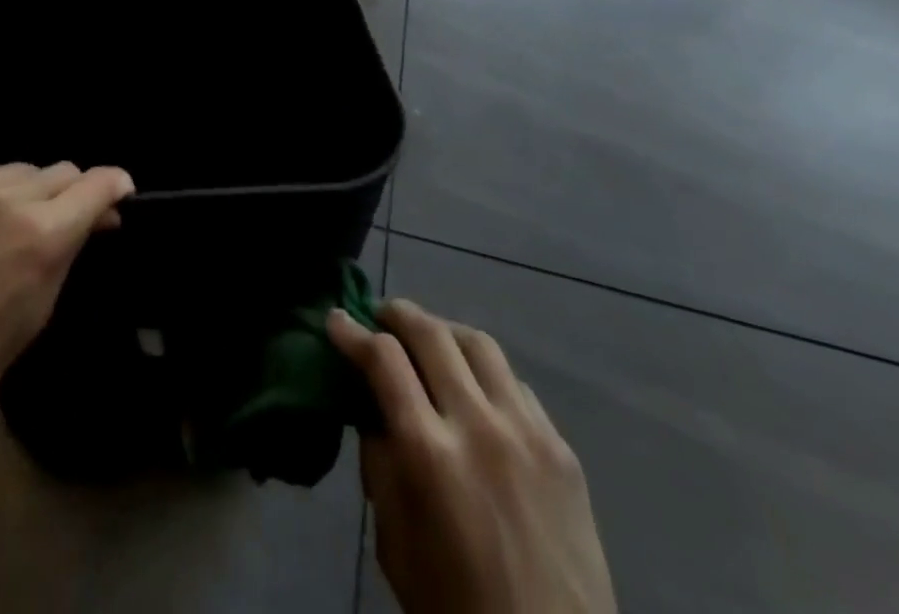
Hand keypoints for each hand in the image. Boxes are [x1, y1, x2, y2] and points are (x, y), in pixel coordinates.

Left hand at [0, 162, 134, 416]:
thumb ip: (71, 248)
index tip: (120, 194)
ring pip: (21, 168)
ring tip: (11, 222)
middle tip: (61, 221)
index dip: (115, 185)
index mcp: (40, 232)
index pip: (97, 183)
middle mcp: (7, 195)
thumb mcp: (41, 308)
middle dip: (70, 193)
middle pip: (61, 171)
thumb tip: (100, 215)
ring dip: (28, 190)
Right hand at [329, 299, 614, 613]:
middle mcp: (478, 427)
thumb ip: (380, 464)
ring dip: (443, 331)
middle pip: (431, 334)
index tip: (337, 319)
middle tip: (379, 316)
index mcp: (429, 455)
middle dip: (397, 314)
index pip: (383, 360)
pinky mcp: (562, 448)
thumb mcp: (394, 543)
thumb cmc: (456, 609)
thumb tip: (372, 406)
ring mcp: (527, 432)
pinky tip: (476, 390)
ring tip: (428, 341)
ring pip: (478, 343)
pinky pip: (516, 384)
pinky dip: (484, 372)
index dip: (353, 332)